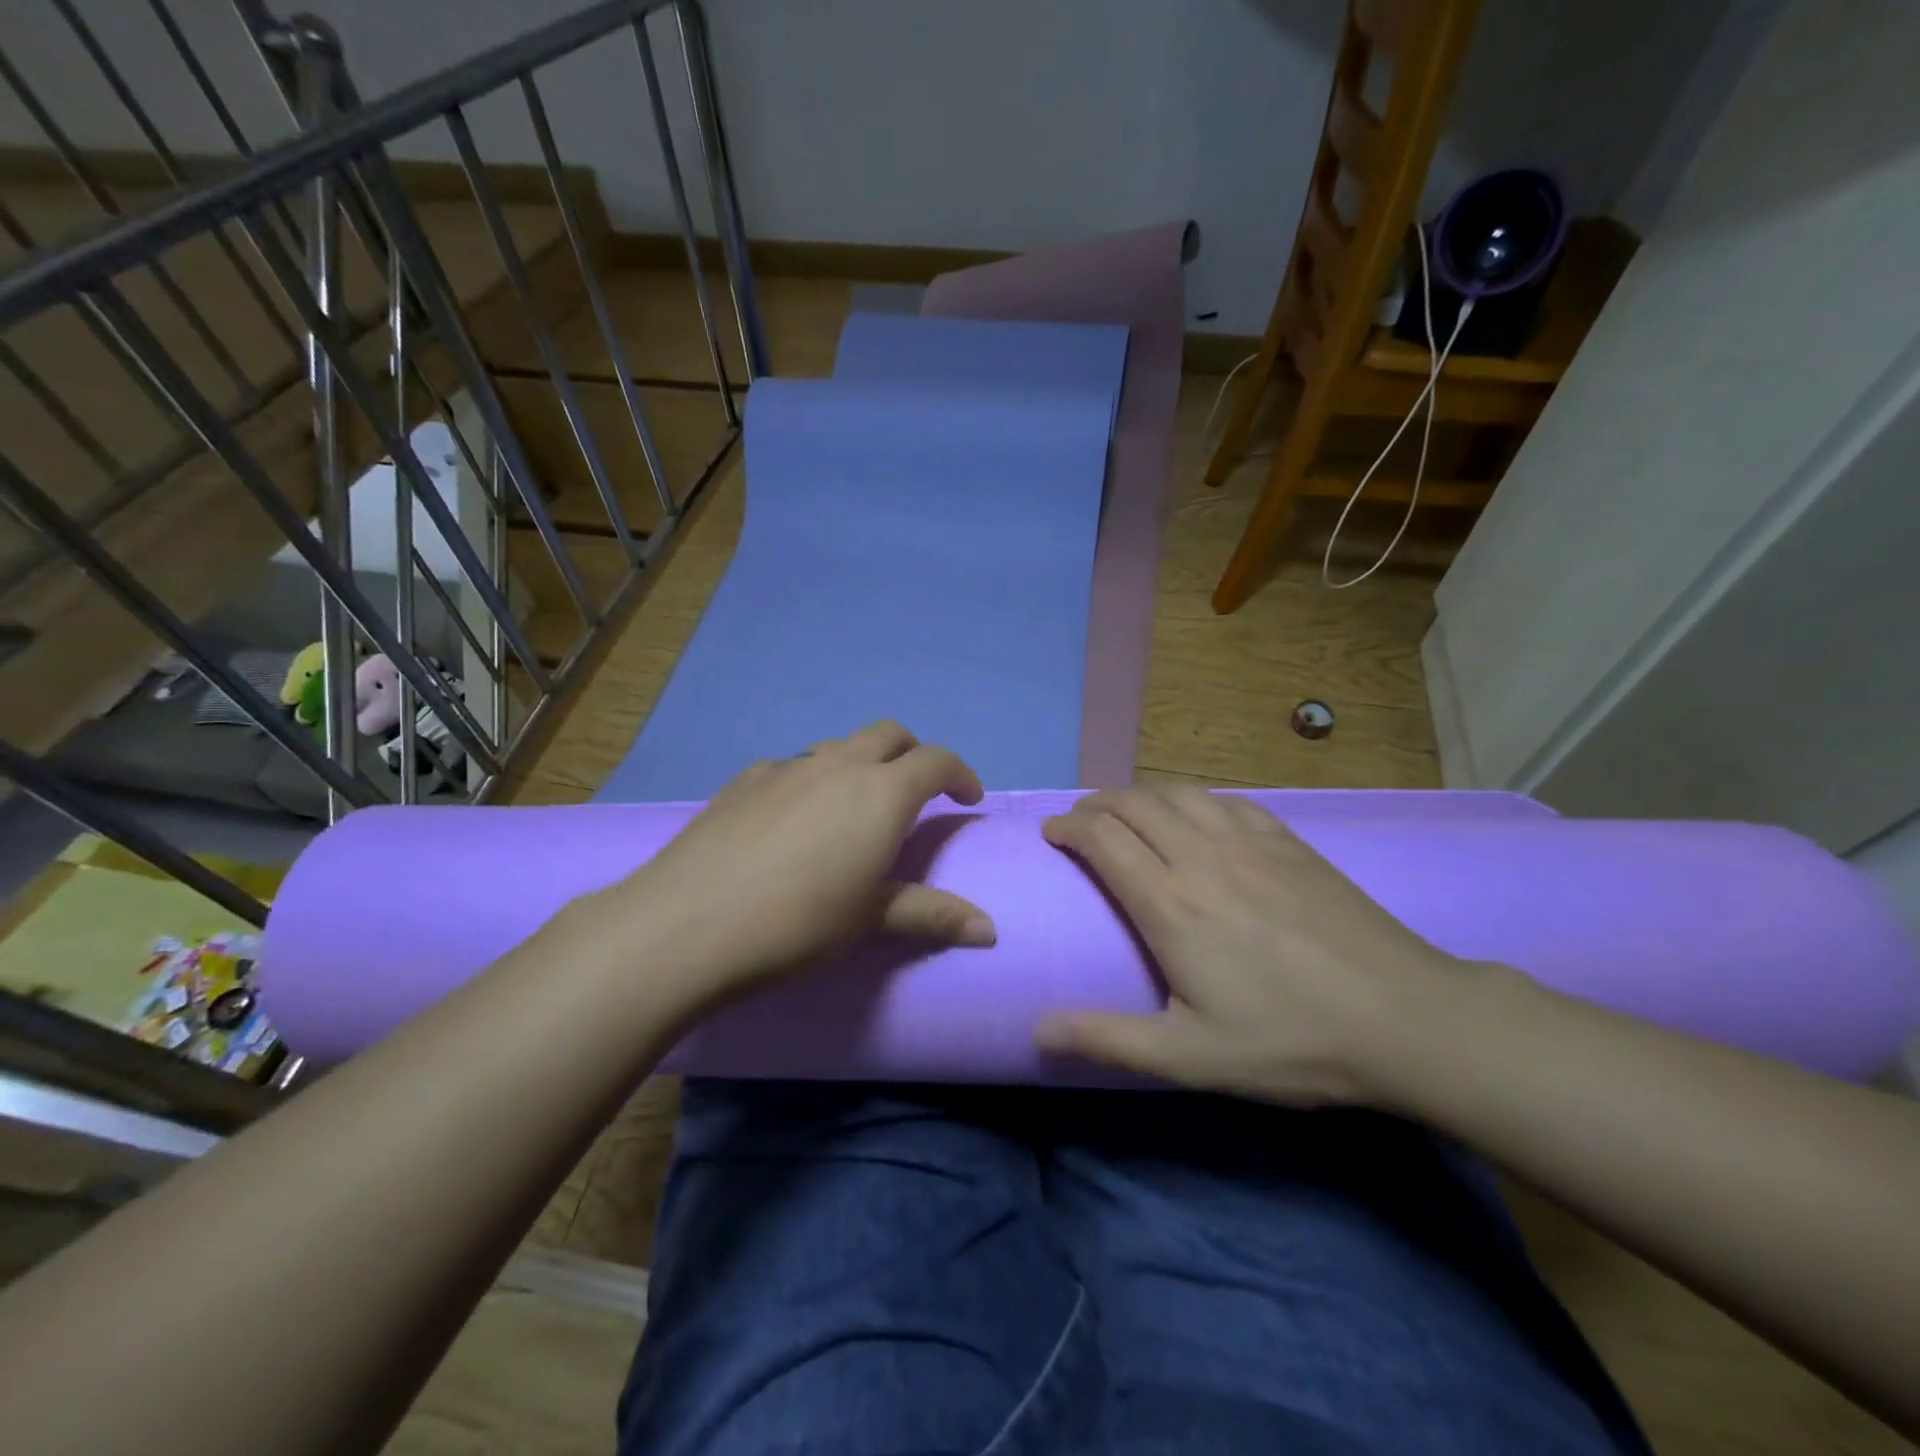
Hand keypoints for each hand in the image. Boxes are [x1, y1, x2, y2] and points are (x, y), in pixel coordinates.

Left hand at [588, 721, 994, 1008]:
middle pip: (890, 734)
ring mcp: (787, 767)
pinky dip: (811, 778)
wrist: (687, 923)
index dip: (960, 774)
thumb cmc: (797, 922)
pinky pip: (792, 766)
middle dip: (913, 754)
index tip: (968, 798)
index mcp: (881, 792)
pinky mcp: (744, 780)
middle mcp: (838, 765)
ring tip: (855, 806)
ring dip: (861, 763)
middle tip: (917, 792)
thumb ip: (932, 915)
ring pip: (839, 746)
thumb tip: (990, 931)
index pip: (936, 761)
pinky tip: (793, 816)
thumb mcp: (870, 919)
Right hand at [1037, 786, 1476, 1105]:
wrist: (1406, 1018)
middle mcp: (1202, 855)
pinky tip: (1195, 815)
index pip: (1102, 838)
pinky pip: (1225, 799)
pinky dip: (1192, 798)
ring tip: (1126, 811)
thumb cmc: (1291, 1039)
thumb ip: (1108, 1038)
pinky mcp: (1287, 840)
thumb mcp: (1191, 1056)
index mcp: (1170, 902)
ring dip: (1140, 794)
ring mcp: (1249, 840)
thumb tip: (1037, 1030)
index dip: (1069, 828)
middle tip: (1079, 821)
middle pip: (1133, 804)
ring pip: (1177, 792)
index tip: (1051, 833)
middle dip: (1095, 804)